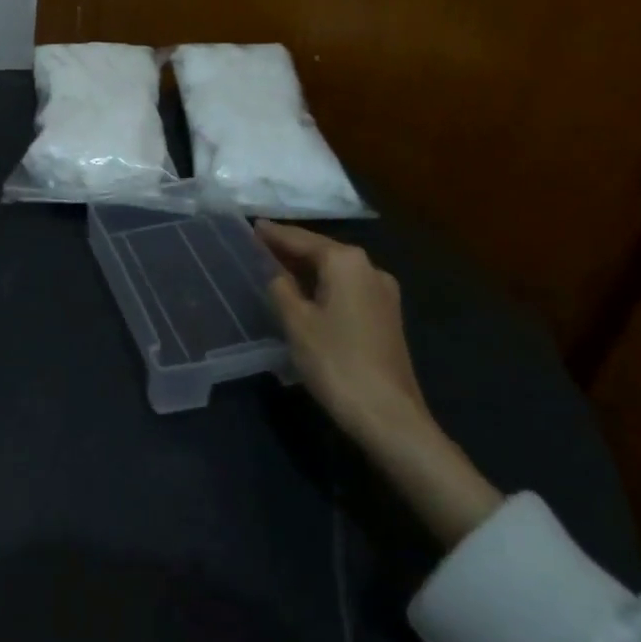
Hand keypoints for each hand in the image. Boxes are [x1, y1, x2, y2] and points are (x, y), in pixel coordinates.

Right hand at [256, 221, 426, 443]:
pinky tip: (304, 293)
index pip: (301, 239)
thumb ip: (280, 287)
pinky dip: (323, 284)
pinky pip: (346, 287)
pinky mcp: (386, 315)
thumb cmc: (336, 362)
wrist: (389, 415)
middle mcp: (369, 268)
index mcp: (346, 262)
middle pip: (321, 250)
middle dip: (291, 248)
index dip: (274, 234)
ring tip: (275, 266)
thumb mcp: (296, 322)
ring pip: (335, 270)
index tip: (251, 226)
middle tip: (258, 245)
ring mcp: (382, 293)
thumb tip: (275, 272)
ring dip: (306, 267)